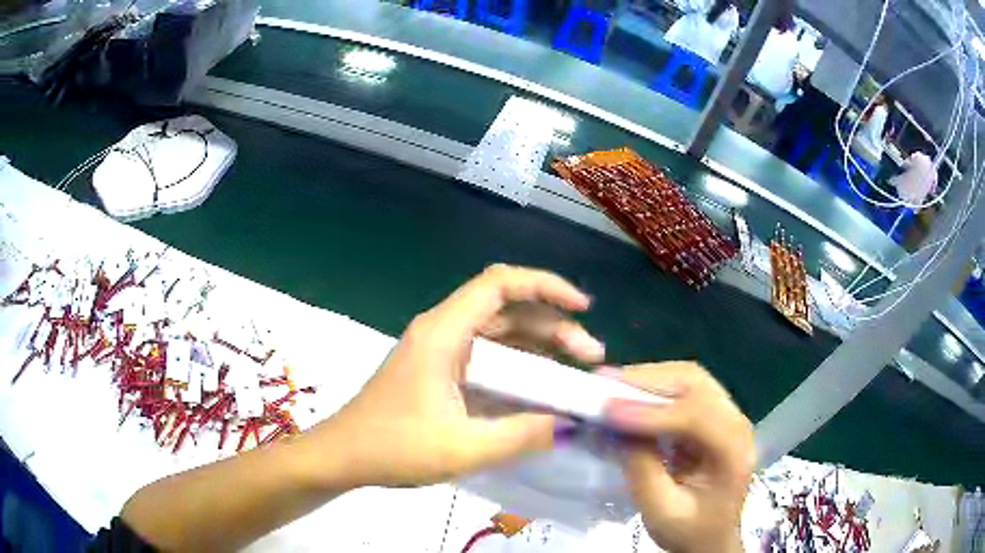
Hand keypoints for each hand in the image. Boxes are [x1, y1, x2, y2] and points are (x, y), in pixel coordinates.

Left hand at [316, 265, 604, 487]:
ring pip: (501, 335)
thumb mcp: (463, 448)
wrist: (342, 457)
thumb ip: (521, 435)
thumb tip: (572, 425)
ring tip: (577, 373)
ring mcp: (441, 352)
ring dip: (539, 348)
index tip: (582, 307)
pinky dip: (519, 368)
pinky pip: (489, 359)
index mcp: (444, 333)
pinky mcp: (441, 372)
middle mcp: (444, 332)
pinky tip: (542, 391)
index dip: (546, 285)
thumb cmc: (393, 448)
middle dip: (554, 327)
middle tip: (591, 356)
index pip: (500, 284)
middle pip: (508, 310)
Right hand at [601, 363, 754, 552]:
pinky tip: (630, 394)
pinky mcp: (713, 415)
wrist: (711, 538)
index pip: (695, 417)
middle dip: (648, 381)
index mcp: (733, 451)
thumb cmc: (688, 531)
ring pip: (690, 379)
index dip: (651, 412)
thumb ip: (642, 469)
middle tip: (604, 384)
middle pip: (695, 384)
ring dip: (650, 379)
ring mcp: (727, 415)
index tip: (608, 410)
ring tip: (612, 384)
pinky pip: (684, 389)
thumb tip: (616, 427)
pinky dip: (654, 388)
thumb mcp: (661, 510)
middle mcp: (736, 422)